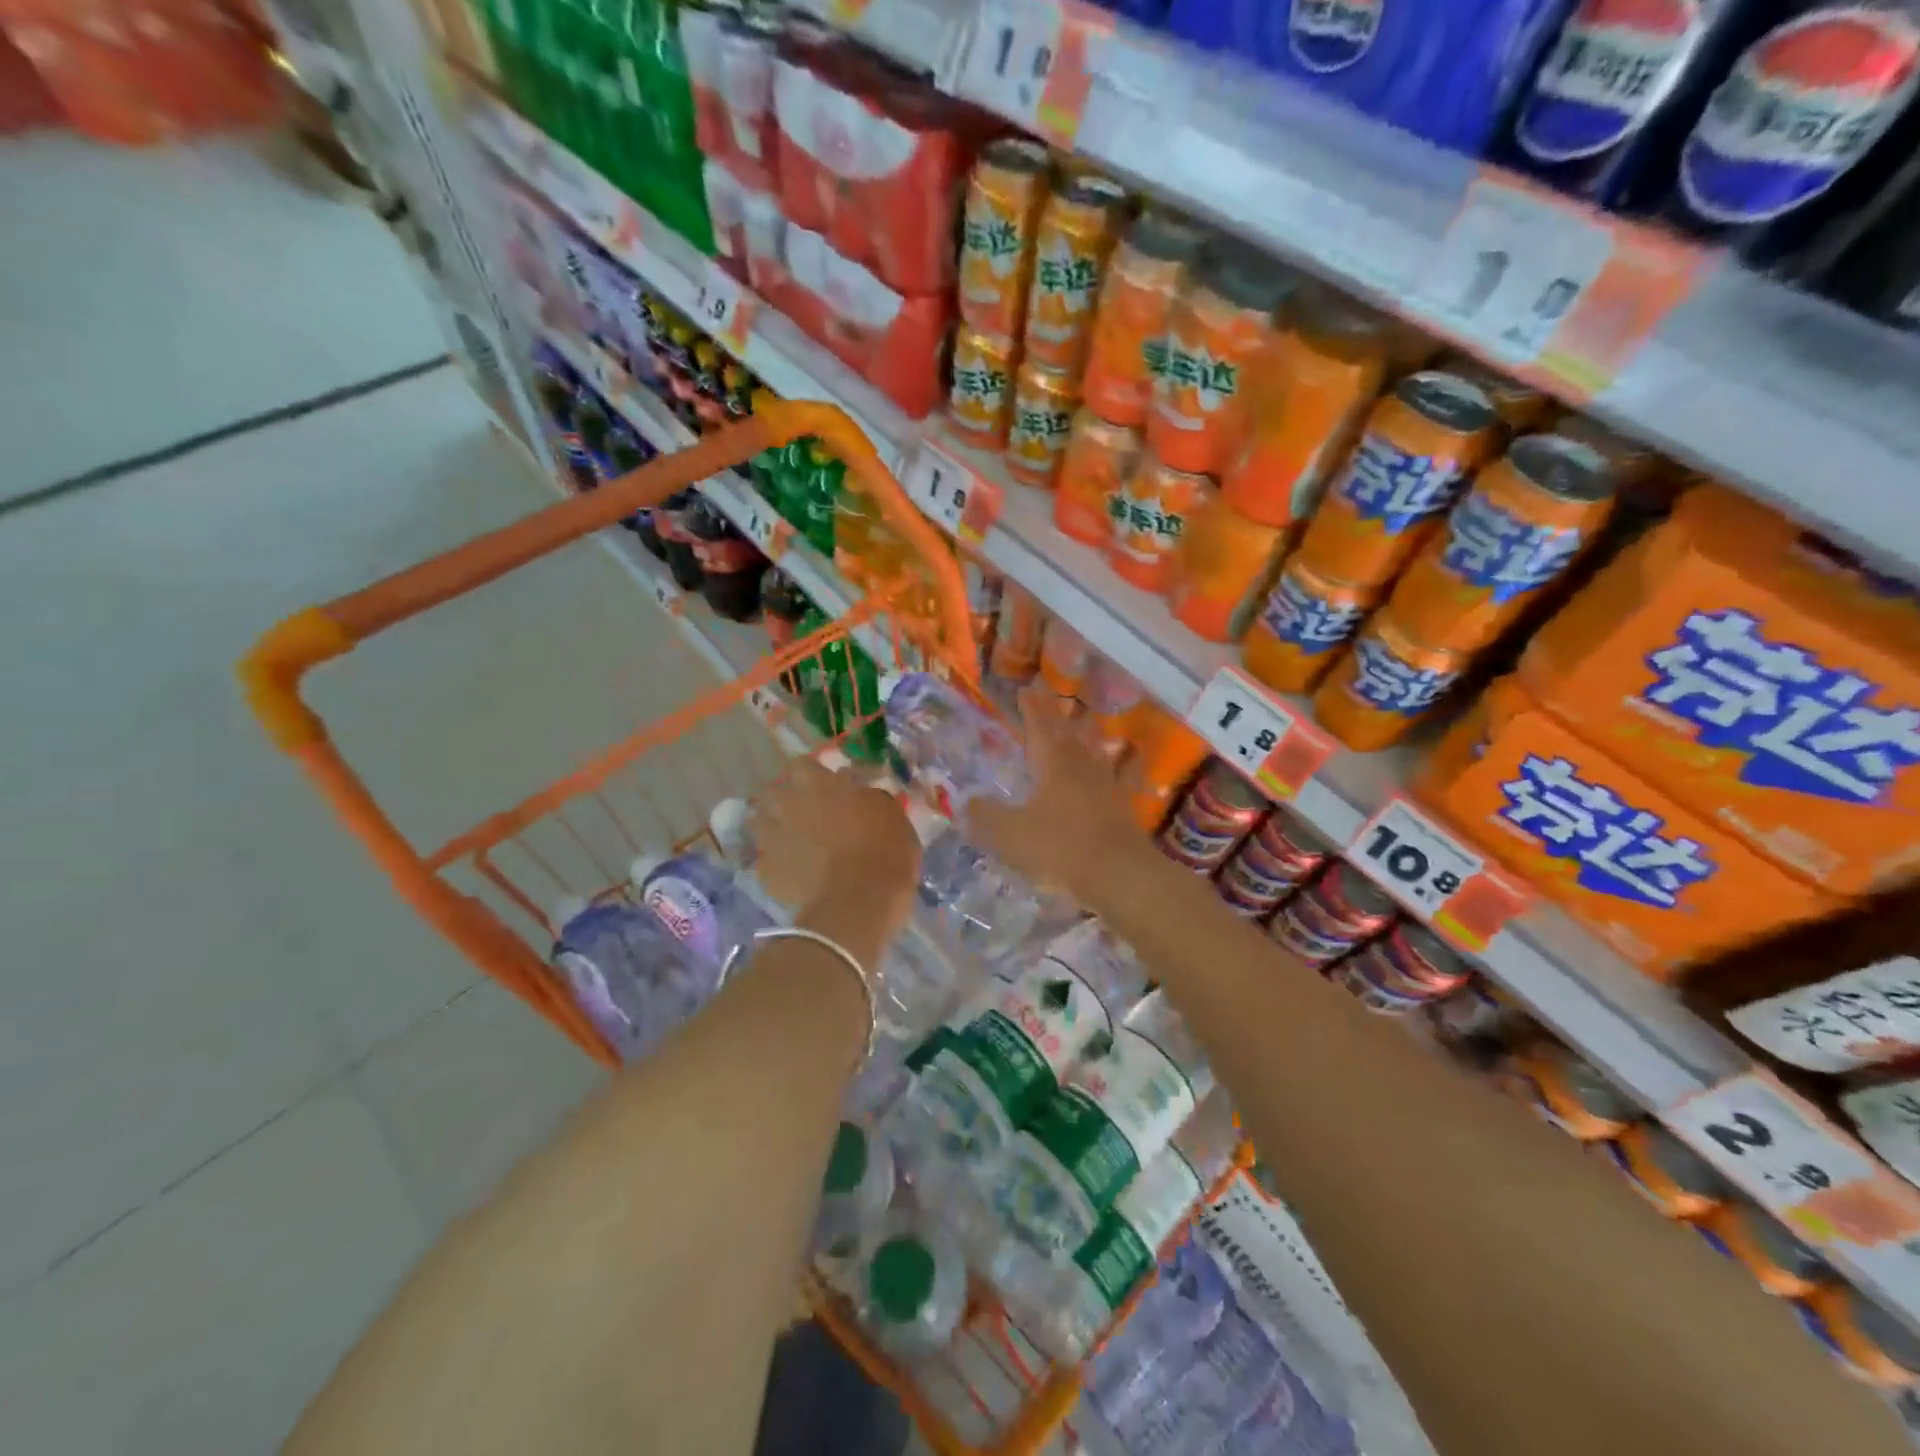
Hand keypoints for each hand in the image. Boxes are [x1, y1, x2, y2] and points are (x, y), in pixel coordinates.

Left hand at [753, 756, 921, 932]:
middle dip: (784, 802)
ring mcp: (771, 839)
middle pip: (772, 793)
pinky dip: (777, 867)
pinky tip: (794, 876)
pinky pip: (765, 863)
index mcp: (817, 784)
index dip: (811, 776)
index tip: (825, 787)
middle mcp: (787, 805)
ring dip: (773, 831)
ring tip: (793, 845)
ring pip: (759, 826)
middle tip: (806, 816)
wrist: (860, 901)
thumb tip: (858, 794)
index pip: (801, 765)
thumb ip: (867, 797)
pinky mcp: (765, 873)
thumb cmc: (884, 850)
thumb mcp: (891, 813)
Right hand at [970, 685, 1143, 907]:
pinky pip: (1119, 775)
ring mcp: (1107, 785)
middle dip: (1055, 715)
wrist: (1118, 874)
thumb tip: (966, 801)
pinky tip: (1126, 760)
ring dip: (1085, 734)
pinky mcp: (1123, 807)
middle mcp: (1081, 766)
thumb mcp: (1009, 834)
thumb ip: (985, 816)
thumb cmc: (1059, 847)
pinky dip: (1121, 763)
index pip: (1039, 727)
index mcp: (1053, 764)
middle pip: (1067, 733)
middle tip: (1048, 698)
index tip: (1026, 690)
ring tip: (1082, 722)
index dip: (1031, 708)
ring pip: (1094, 750)